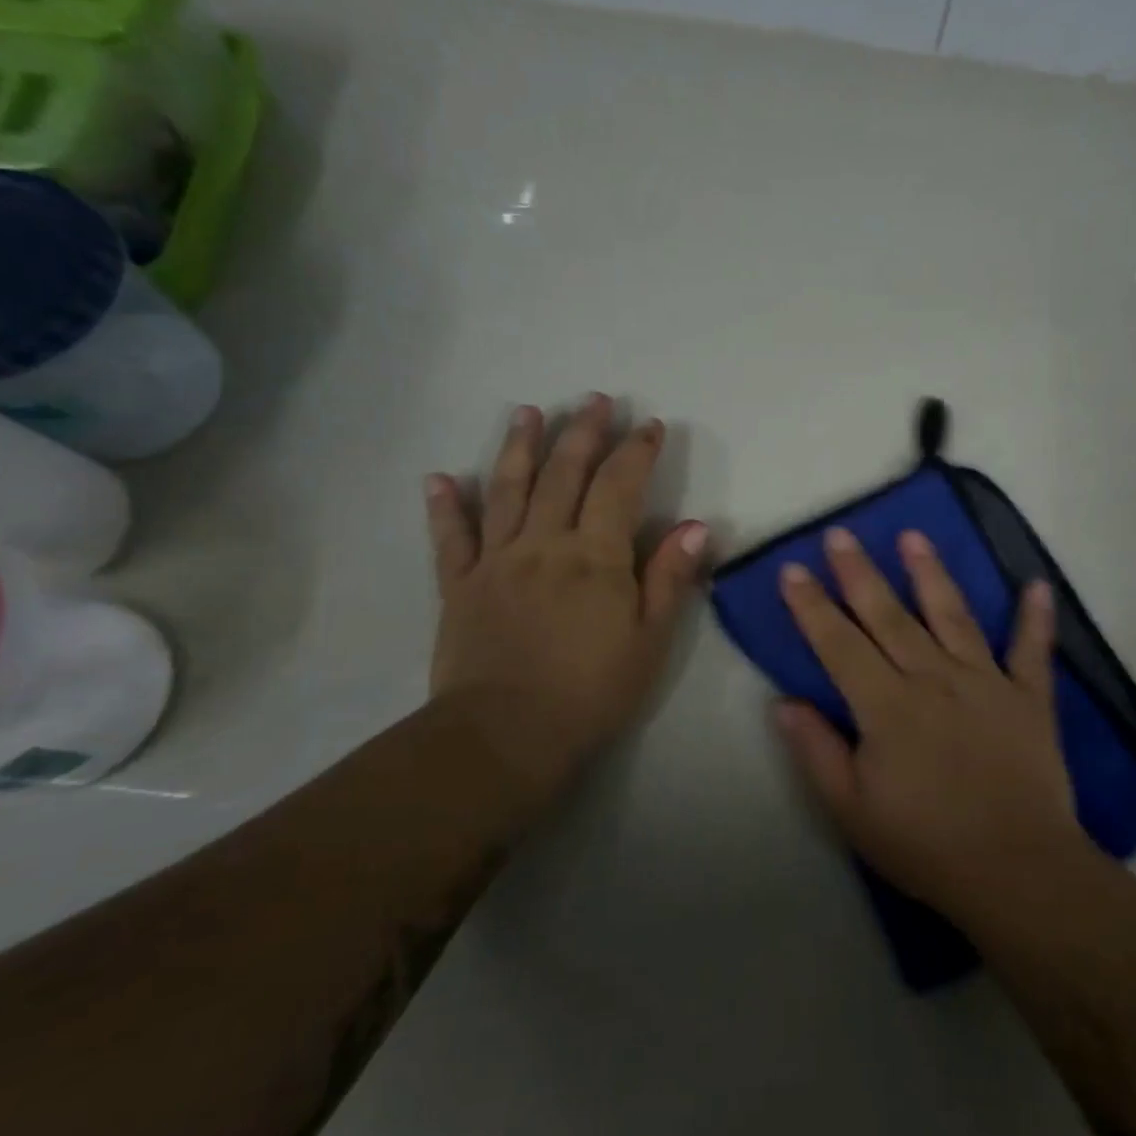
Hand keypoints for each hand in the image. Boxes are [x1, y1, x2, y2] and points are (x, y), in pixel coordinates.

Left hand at [424, 394, 707, 825]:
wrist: (507, 736)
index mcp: (594, 555)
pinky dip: (445, 507)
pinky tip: (440, 478)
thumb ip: (669, 578)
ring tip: (528, 412)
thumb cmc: (591, 691)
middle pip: (564, 474)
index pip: (620, 487)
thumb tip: (695, 525)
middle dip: (583, 433)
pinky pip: (450, 538)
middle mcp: (543, 543)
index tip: (649, 425)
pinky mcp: (459, 586)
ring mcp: (496, 561)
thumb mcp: (650, 640)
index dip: (636, 452)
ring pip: (508, 490)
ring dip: (520, 447)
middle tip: (594, 400)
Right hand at [775, 526, 1090, 927]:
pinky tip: (1037, 585)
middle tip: (842, 534)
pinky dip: (1036, 619)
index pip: (839, 644)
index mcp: (887, 705)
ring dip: (931, 574)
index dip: (812, 607)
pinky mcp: (1028, 699)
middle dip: (860, 574)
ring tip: (914, 536)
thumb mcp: (852, 810)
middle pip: (889, 616)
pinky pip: (1032, 652)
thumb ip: (817, 751)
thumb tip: (784, 703)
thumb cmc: (925, 845)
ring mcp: (985, 683)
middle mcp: (933, 679)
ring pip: (953, 616)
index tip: (793, 570)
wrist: (1016, 871)